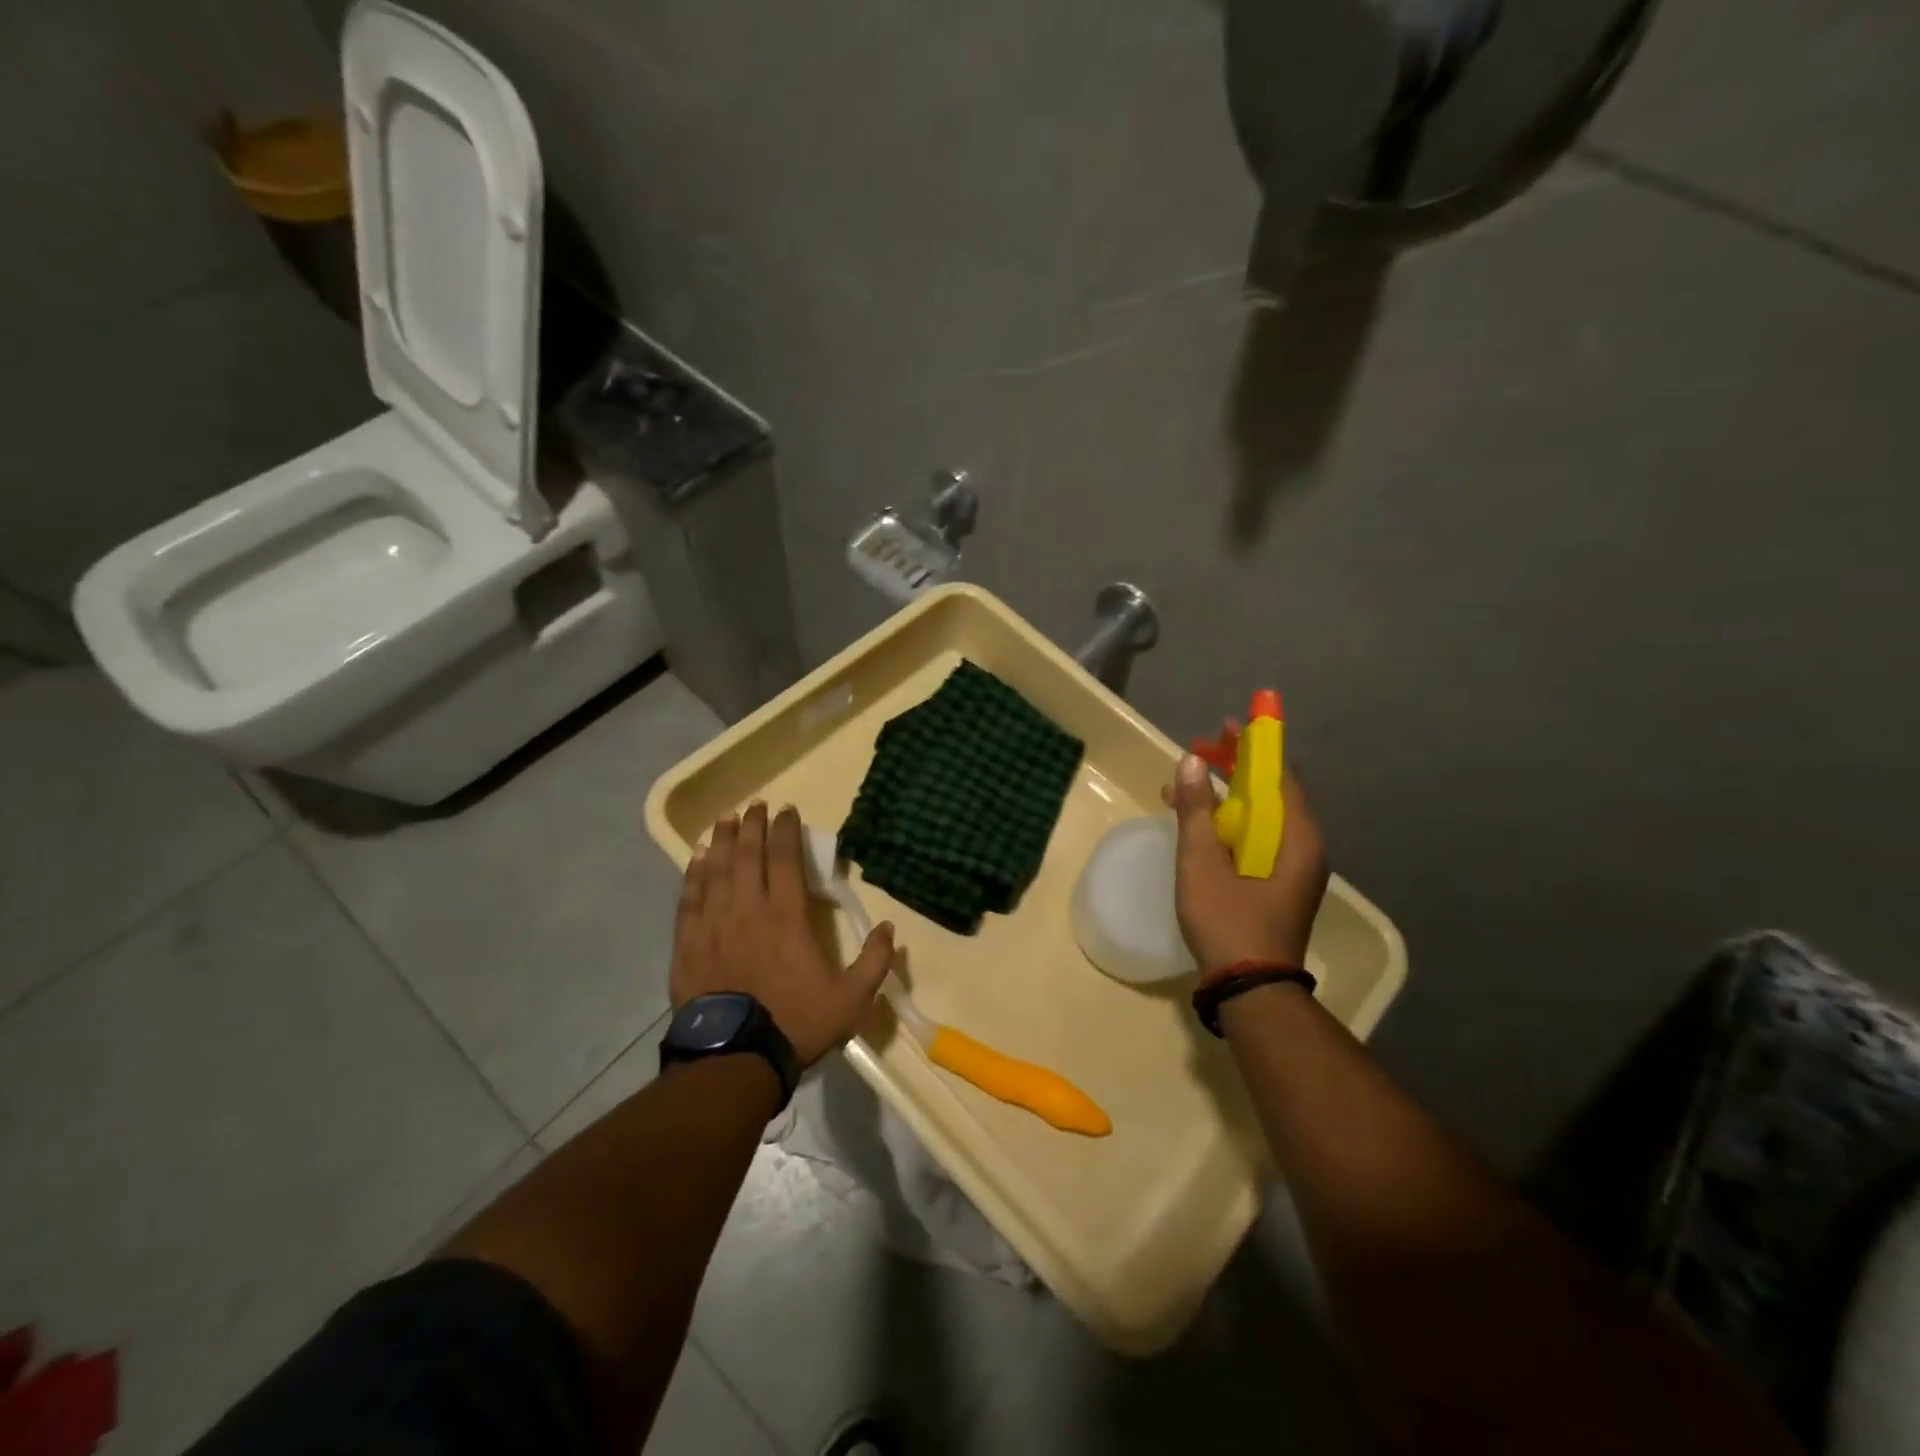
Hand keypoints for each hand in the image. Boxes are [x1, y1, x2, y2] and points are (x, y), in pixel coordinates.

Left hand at [673, 802, 897, 1067]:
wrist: (734, 1059)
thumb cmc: (795, 1023)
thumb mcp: (851, 999)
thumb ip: (874, 961)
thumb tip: (888, 927)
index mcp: (786, 917)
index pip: (785, 861)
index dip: (786, 832)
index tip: (787, 811)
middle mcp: (748, 910)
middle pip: (748, 856)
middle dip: (753, 827)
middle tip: (756, 806)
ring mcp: (713, 925)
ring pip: (717, 870)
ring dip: (724, 842)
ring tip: (727, 820)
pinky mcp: (688, 943)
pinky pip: (690, 898)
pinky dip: (694, 874)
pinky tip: (697, 859)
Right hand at [1164, 747, 1329, 974]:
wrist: (1250, 990)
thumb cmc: (1228, 921)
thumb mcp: (1202, 862)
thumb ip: (1197, 810)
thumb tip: (1193, 761)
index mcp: (1297, 837)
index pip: (1279, 773)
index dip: (1254, 744)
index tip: (1226, 725)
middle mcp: (1304, 846)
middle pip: (1272, 792)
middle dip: (1235, 769)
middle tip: (1199, 753)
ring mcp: (1294, 868)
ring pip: (1261, 817)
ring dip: (1226, 798)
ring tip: (1184, 790)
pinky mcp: (1280, 884)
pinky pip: (1257, 839)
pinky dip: (1229, 824)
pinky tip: (1197, 826)